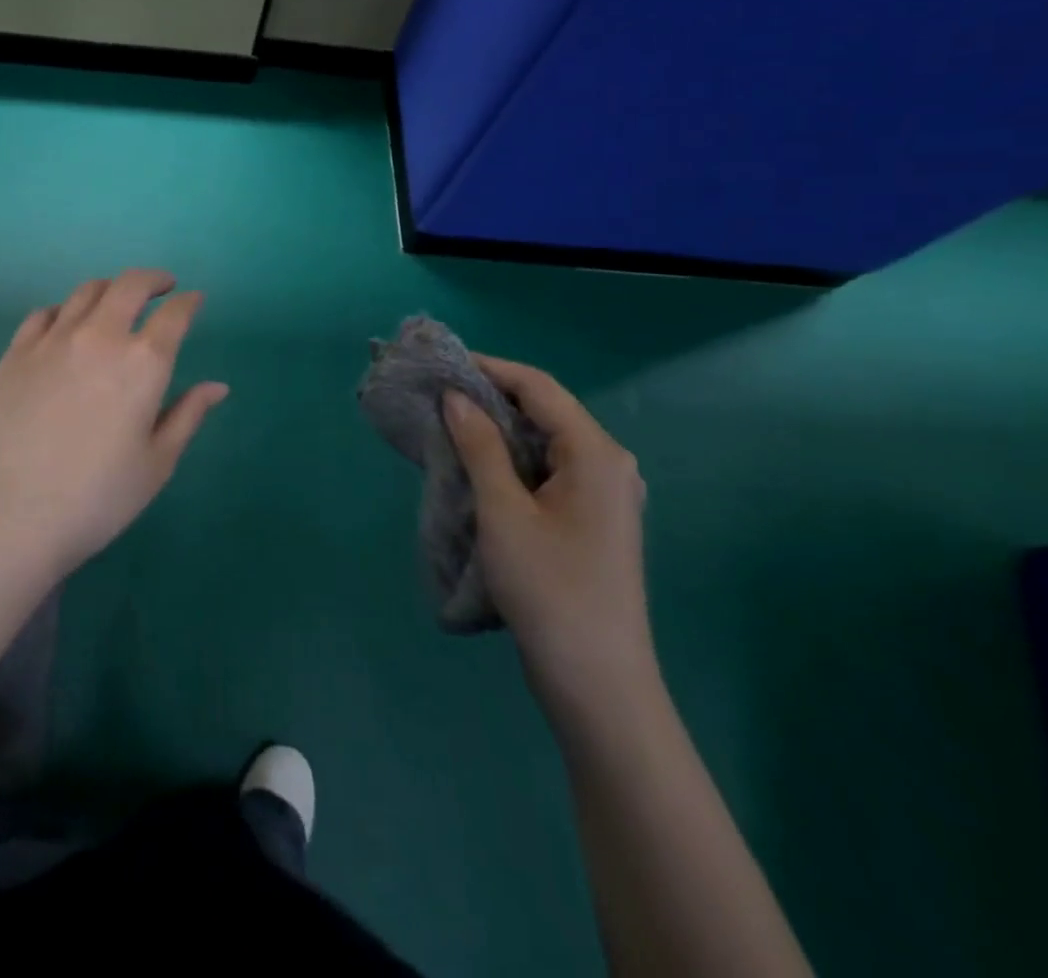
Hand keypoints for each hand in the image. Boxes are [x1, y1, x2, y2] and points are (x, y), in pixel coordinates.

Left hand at [0, 269, 228, 584]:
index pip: (174, 315)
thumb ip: (187, 416)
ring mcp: (52, 340)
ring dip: (111, 288)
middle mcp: (100, 336)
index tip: (194, 300)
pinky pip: (44, 312)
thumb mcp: (155, 464)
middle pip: (129, 285)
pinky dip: (65, 309)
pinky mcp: (16, 352)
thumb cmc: (95, 499)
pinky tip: (67, 323)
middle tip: (162, 286)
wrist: (6, 516)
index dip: (189, 303)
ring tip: (118, 300)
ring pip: (86, 291)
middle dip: (152, 279)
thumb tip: (217, 386)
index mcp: (143, 363)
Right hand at [443, 357, 654, 715]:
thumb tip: (456, 397)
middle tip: (438, 396)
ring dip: (498, 430)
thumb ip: (480, 445)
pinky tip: (478, 467)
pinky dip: (512, 460)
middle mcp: (609, 464)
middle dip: (491, 398)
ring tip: (448, 426)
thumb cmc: (548, 588)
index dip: (490, 369)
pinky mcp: (593, 520)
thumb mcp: (503, 510)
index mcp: (596, 453)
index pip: (539, 387)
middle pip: (545, 411)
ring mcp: (605, 494)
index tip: (442, 365)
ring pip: (545, 442)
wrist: (596, 681)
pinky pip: (549, 470)